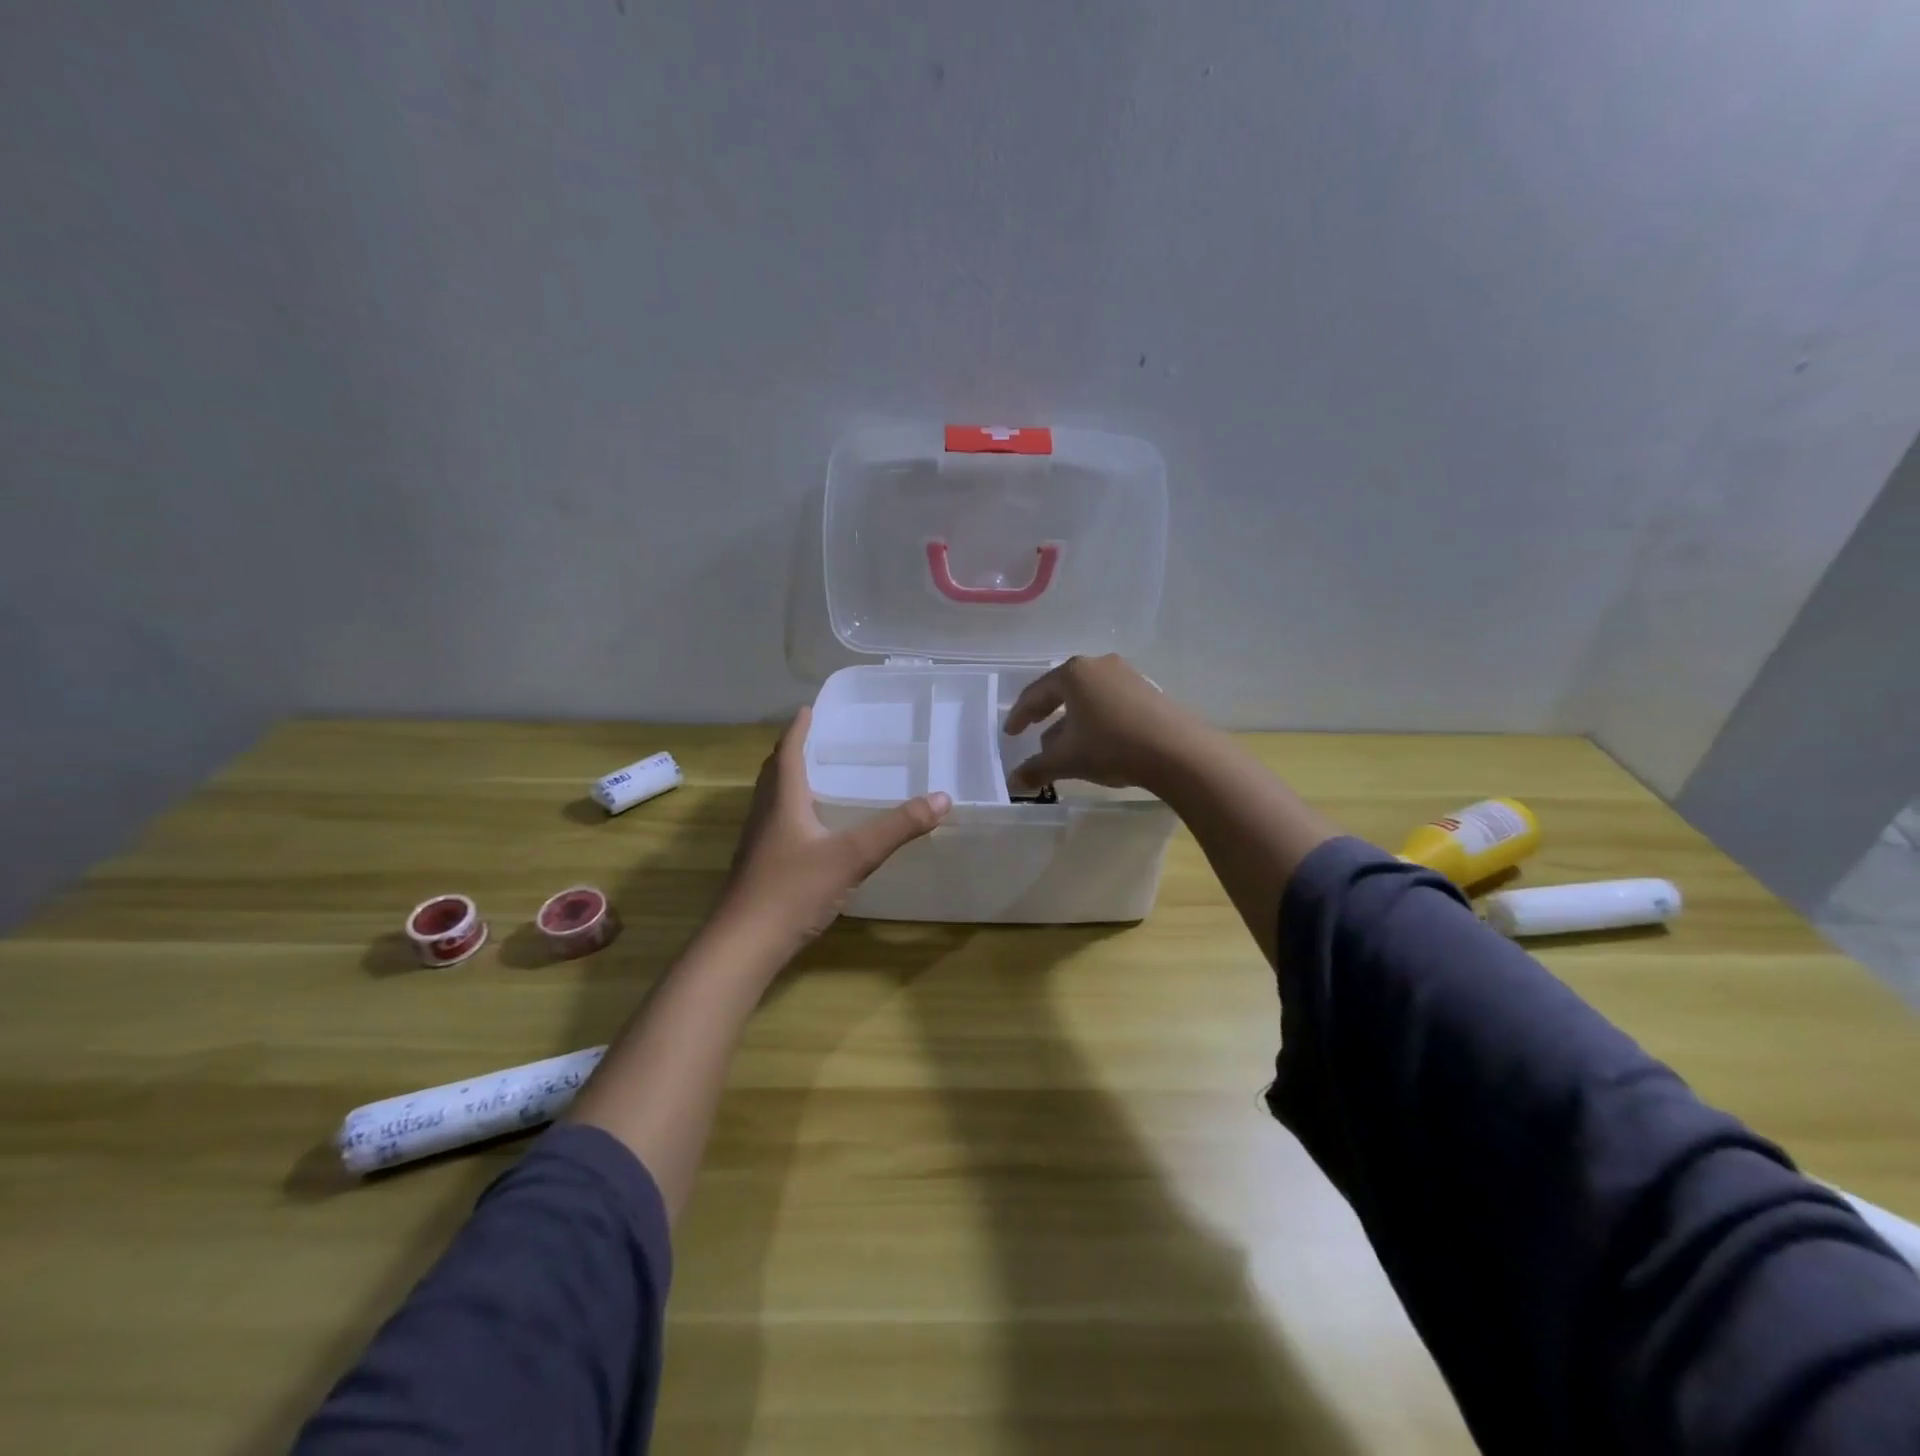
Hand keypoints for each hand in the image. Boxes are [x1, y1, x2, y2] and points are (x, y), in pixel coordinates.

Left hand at [717, 706, 950, 951]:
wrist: (742, 946)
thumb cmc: (793, 890)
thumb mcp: (852, 856)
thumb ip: (896, 828)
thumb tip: (941, 798)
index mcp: (782, 802)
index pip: (787, 754)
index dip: (798, 730)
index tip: (808, 709)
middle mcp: (764, 817)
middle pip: (773, 775)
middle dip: (791, 754)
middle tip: (814, 741)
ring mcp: (756, 846)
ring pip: (771, 803)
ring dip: (788, 785)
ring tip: (814, 781)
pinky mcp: (757, 871)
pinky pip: (774, 828)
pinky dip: (790, 816)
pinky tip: (808, 834)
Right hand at [1003, 654, 1206, 793]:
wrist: (1178, 751)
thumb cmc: (1112, 746)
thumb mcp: (1068, 760)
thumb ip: (1036, 768)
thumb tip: (1013, 782)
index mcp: (1073, 673)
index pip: (1035, 694)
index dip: (1019, 715)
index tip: (1010, 733)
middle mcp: (1098, 666)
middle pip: (1062, 691)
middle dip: (1046, 715)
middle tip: (1034, 732)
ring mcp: (1127, 675)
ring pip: (1088, 697)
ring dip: (1073, 720)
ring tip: (1066, 744)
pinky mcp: (1148, 690)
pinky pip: (1110, 702)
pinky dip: (1096, 719)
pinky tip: (1098, 742)